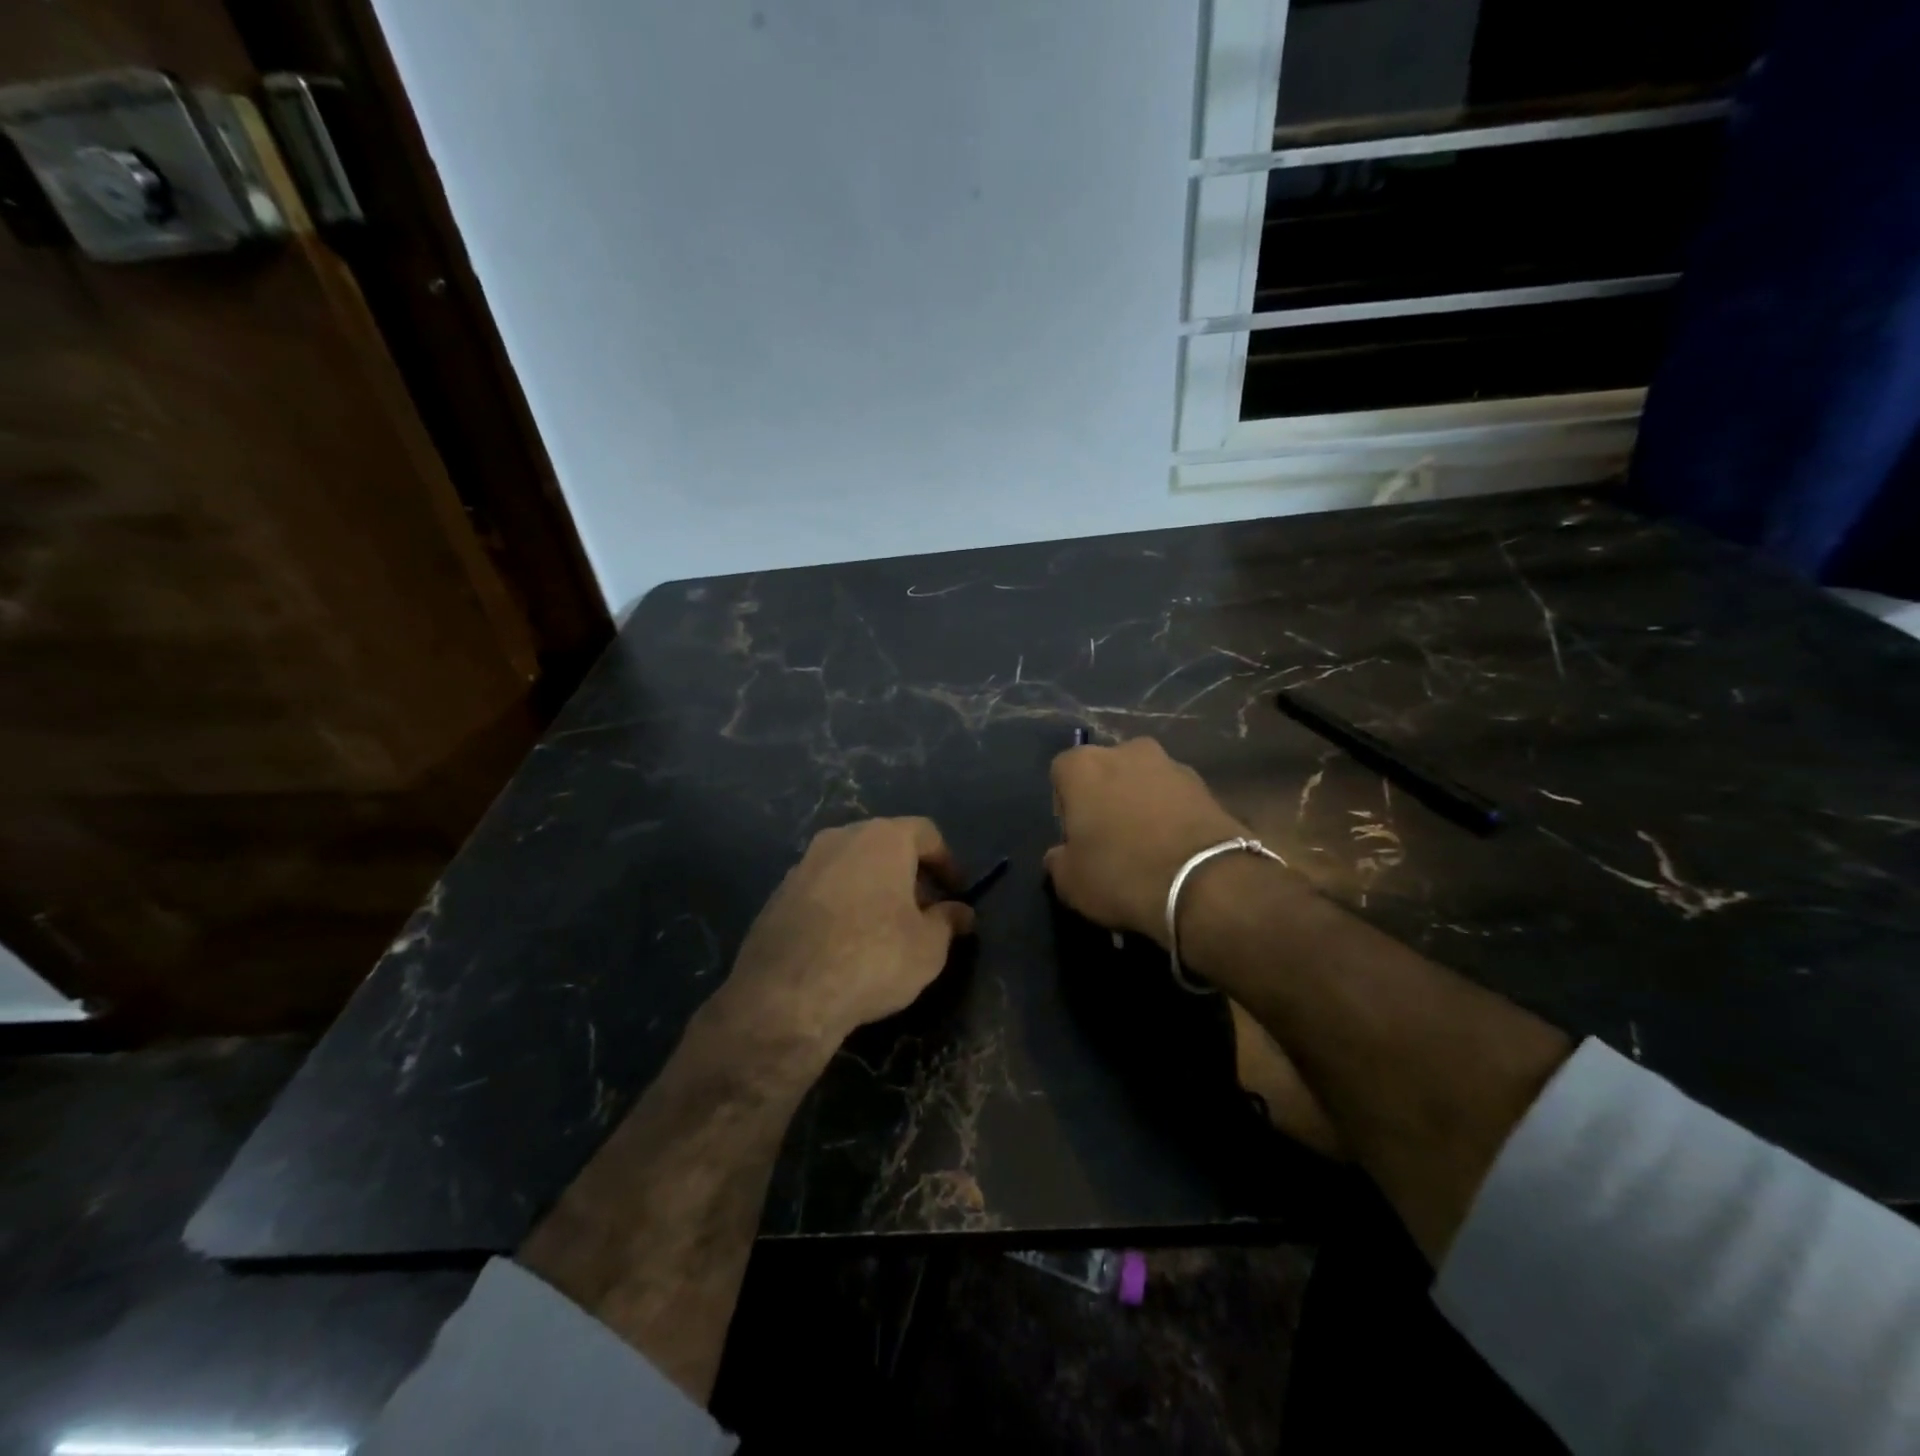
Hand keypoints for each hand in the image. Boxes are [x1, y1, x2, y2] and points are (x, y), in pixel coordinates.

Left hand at [717, 817, 976, 1047]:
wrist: (786, 994)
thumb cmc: (874, 958)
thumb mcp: (929, 947)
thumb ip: (948, 922)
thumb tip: (961, 913)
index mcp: (883, 838)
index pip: (925, 833)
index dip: (946, 861)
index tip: (957, 892)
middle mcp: (841, 838)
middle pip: (885, 845)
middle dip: (908, 874)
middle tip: (924, 910)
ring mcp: (804, 864)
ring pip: (851, 866)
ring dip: (873, 888)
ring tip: (886, 928)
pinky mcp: (778, 894)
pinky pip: (823, 889)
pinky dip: (841, 905)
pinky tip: (846, 942)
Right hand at [1045, 737, 1250, 945]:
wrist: (1206, 883)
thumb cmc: (1122, 873)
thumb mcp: (1070, 882)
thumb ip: (1058, 860)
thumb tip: (1061, 854)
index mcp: (1084, 765)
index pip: (1061, 773)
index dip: (1065, 805)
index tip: (1075, 837)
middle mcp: (1127, 751)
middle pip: (1106, 771)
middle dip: (1105, 797)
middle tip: (1110, 839)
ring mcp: (1171, 764)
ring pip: (1143, 782)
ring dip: (1141, 804)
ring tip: (1147, 847)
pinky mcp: (1206, 786)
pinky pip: (1175, 798)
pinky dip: (1172, 816)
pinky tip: (1174, 850)